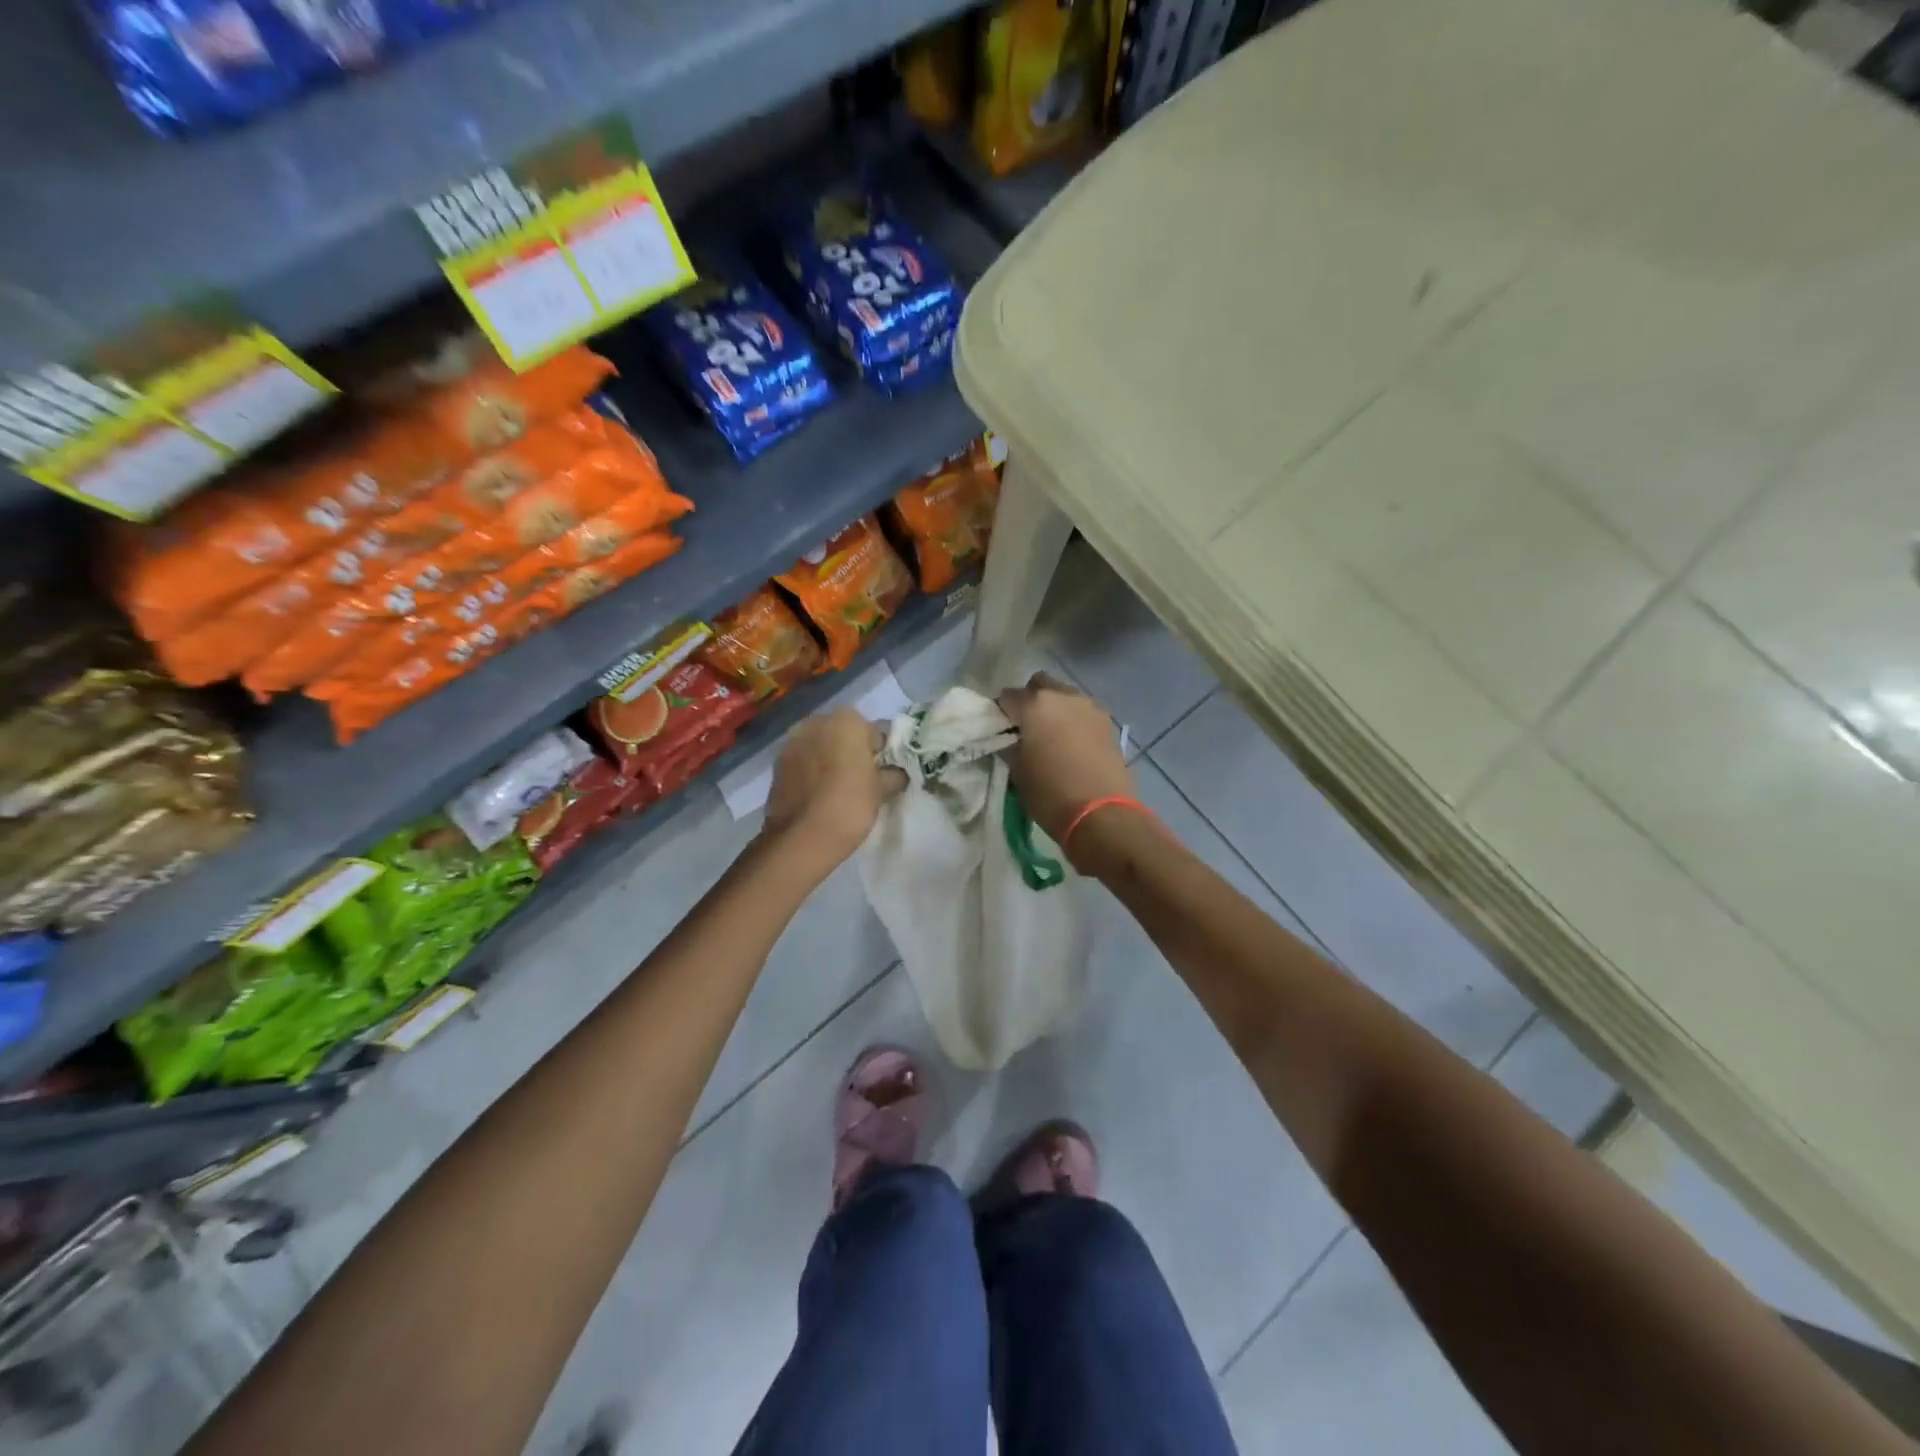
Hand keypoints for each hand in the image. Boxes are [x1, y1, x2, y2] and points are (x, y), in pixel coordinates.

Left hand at [762, 707, 903, 865]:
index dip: (881, 754)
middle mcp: (816, 722)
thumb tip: (897, 773)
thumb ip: (894, 774)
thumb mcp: (883, 790)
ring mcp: (792, 742)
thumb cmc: (850, 805)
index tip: (882, 774)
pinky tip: (818, 795)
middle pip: (843, 734)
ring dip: (829, 760)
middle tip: (862, 781)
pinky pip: (802, 762)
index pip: (874, 732)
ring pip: (820, 747)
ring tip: (837, 789)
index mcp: (847, 720)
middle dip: (852, 752)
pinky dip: (810, 772)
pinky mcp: (776, 764)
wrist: (802, 838)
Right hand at [997, 673, 1134, 846]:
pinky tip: (1072, 746)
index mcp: (1035, 704)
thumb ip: (1009, 746)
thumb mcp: (1017, 772)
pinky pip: (1083, 713)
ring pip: (1064, 697)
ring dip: (1055, 709)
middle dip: (1030, 701)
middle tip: (1026, 729)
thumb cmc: (1050, 794)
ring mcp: (1090, 707)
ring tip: (1052, 738)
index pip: (1007, 697)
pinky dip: (1074, 722)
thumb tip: (1009, 739)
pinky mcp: (1108, 723)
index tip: (1001, 731)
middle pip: (1040, 685)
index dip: (1001, 713)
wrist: (1102, 815)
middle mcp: (1063, 696)